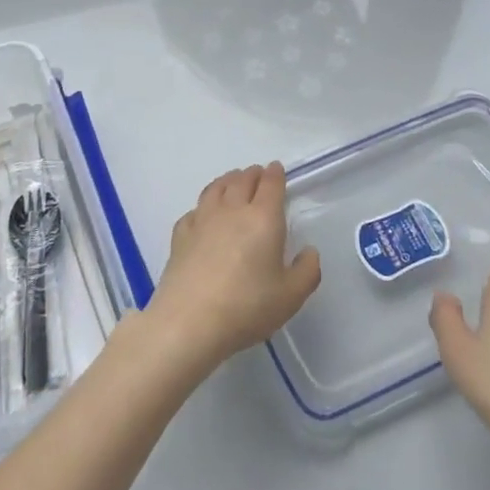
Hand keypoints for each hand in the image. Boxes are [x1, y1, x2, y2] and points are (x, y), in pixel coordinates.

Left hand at [148, 163, 320, 374]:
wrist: (190, 321)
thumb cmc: (247, 306)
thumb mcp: (291, 296)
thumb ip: (307, 271)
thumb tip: (309, 251)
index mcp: (263, 218)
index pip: (271, 184)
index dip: (275, 174)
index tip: (276, 169)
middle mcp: (232, 210)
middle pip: (242, 180)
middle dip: (253, 174)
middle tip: (258, 174)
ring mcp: (203, 220)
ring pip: (216, 188)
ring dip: (227, 180)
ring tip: (232, 181)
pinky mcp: (181, 235)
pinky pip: (194, 211)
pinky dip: (202, 206)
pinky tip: (202, 215)